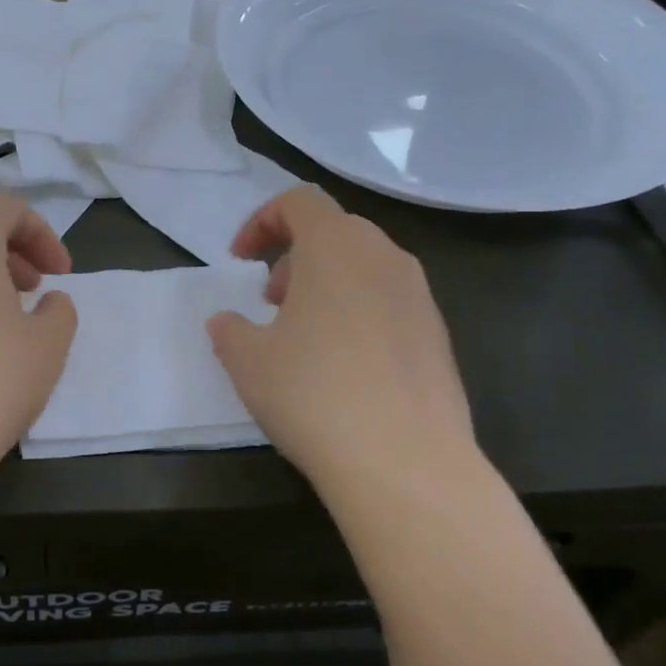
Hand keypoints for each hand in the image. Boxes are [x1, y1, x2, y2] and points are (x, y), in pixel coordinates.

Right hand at [208, 187, 484, 498]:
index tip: (240, 261)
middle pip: (334, 231)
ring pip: (365, 267)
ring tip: (304, 335)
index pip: (299, 201)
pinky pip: (389, 303)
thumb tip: (226, 322)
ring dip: (327, 284)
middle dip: (294, 256)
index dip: (262, 222)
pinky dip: (359, 313)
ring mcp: (419, 296)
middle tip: (271, 300)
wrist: (406, 463)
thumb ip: (230, 330)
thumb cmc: (314, 394)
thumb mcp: (248, 360)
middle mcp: (385, 257)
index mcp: (336, 246)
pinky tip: (345, 368)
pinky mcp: (439, 336)